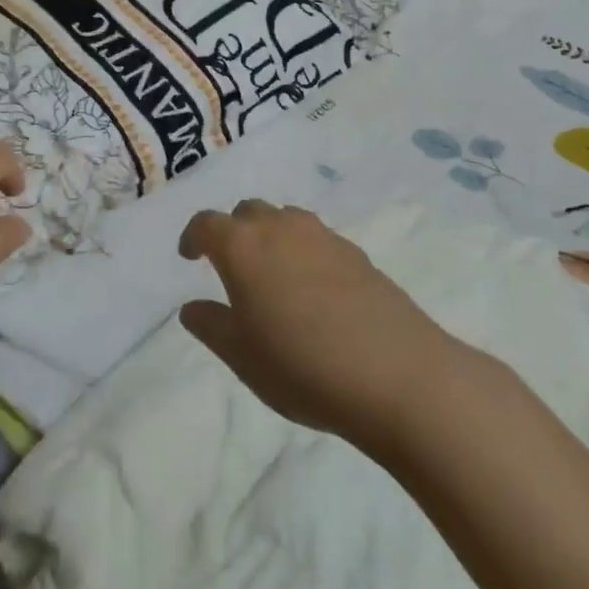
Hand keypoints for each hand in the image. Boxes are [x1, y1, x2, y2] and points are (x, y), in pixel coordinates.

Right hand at [178, 200, 454, 450]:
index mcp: (242, 247)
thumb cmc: (303, 367)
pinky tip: (314, 290)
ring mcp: (322, 236)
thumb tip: (191, 307)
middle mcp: (279, 228)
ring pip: (285, 219)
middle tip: (231, 266)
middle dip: (233, 231)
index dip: (193, 236)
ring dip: (270, 236)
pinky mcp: (357, 253)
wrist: (398, 375)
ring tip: (273, 273)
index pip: (206, 223)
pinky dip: (304, 251)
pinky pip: (317, 239)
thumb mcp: (242, 357)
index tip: (190, 256)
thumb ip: (211, 326)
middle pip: (247, 212)